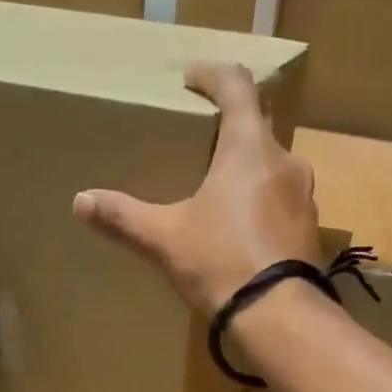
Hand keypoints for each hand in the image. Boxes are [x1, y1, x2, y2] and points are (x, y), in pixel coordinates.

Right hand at [73, 62, 317, 315]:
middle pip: (257, 127)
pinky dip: (263, 202)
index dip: (212, 75)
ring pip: (274, 166)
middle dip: (229, 128)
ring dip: (248, 168)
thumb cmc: (220, 262)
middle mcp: (285, 161)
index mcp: (249, 147)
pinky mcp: (310, 230)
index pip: (237, 86)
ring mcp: (304, 197)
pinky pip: (284, 201)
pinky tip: (242, 227)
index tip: (191, 79)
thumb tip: (81, 201)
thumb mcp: (165, 238)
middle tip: (200, 141)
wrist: (278, 316)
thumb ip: (123, 217)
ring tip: (220, 188)